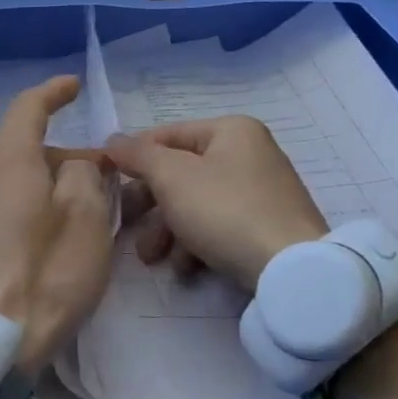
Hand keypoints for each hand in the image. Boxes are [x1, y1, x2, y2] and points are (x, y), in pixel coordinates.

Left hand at [0, 76, 114, 374]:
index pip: (25, 112)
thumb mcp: (85, 219)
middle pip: (20, 153)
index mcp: (9, 167)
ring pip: (13, 188)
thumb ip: (83, 178)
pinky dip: (32, 214)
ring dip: (48, 188)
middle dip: (61, 154)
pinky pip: (5, 217)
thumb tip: (72, 165)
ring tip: (85, 214)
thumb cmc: (44, 275)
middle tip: (100, 175)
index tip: (71, 86)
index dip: (50, 94)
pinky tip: (52, 245)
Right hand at [105, 115, 326, 289]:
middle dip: (149, 204)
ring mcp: (260, 192)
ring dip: (166, 230)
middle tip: (124, 226)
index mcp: (231, 131)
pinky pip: (218, 226)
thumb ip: (138, 155)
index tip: (107, 182)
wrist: (290, 268)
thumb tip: (112, 140)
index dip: (133, 156)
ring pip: (196, 203)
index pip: (167, 135)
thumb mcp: (172, 177)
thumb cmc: (224, 210)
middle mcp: (248, 154)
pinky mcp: (264, 226)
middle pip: (180, 173)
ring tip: (151, 257)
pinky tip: (184, 267)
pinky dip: (195, 243)